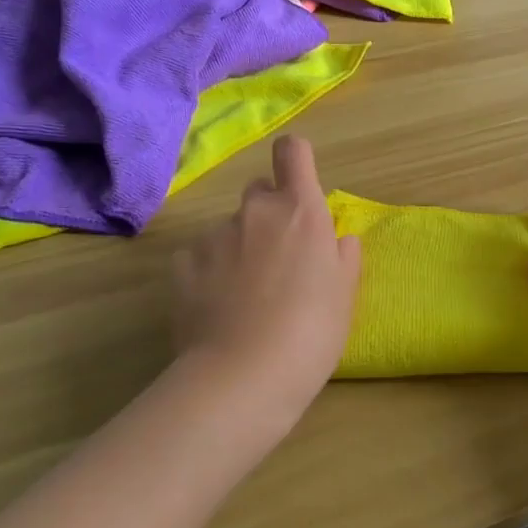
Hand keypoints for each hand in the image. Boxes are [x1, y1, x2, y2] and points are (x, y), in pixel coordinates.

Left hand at [171, 137, 360, 404]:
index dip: (296, 160)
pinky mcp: (182, 265)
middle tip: (280, 259)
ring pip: (230, 228)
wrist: (244, 375)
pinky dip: (210, 271)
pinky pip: (200, 256)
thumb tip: (337, 239)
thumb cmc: (312, 331)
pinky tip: (218, 307)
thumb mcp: (345, 294)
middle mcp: (254, 212)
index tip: (300, 183)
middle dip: (270, 213)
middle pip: (260, 190)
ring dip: (240, 247)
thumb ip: (343, 256)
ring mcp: (214, 236)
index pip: (292, 152)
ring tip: (246, 296)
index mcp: (300, 211)